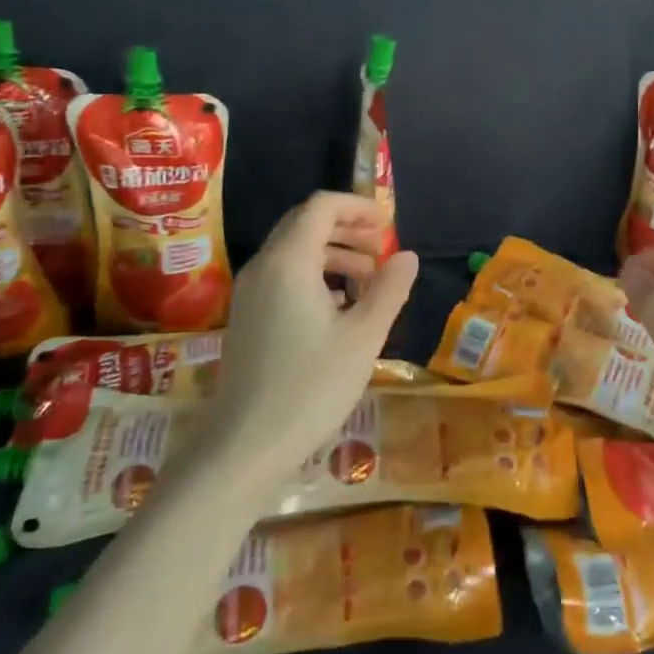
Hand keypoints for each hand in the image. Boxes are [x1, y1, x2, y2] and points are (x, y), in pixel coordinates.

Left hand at [208, 192, 418, 487]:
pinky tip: (340, 307)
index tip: (389, 227)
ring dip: (334, 253)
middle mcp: (263, 267)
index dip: (357, 207)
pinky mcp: (247, 317)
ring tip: (370, 279)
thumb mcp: (363, 337)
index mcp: (289, 262)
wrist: (245, 446)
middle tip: (383, 249)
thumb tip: (408, 256)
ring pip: (294, 251)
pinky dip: (314, 275)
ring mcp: (250, 293)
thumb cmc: (310, 387)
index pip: (321, 207)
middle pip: (305, 224)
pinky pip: (283, 276)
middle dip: (347, 228)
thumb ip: (389, 290)